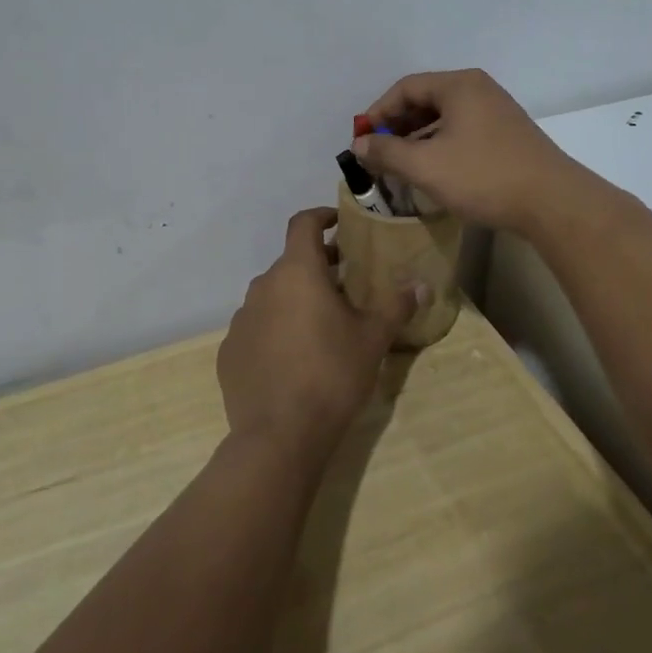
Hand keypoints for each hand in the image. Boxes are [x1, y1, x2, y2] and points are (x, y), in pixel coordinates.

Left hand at [218, 208, 417, 468]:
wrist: (280, 435)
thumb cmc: (332, 374)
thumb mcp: (373, 339)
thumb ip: (396, 306)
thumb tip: (422, 285)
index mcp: (297, 272)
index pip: (303, 223)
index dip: (322, 216)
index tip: (339, 224)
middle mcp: (263, 286)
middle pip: (291, 263)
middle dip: (317, 267)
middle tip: (346, 284)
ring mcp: (241, 319)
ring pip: (273, 297)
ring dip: (295, 300)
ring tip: (322, 325)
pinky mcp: (229, 352)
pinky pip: (257, 328)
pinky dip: (275, 331)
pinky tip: (293, 359)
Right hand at [351, 69, 590, 232]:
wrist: (552, 202)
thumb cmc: (483, 176)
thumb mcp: (425, 165)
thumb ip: (386, 151)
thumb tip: (359, 144)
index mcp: (459, 85)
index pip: (406, 88)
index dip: (378, 113)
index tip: (362, 141)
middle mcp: (479, 89)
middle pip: (426, 100)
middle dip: (397, 126)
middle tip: (378, 154)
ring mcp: (497, 111)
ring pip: (445, 118)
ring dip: (418, 138)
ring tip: (401, 166)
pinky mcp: (508, 134)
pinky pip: (463, 131)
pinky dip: (440, 145)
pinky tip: (434, 170)